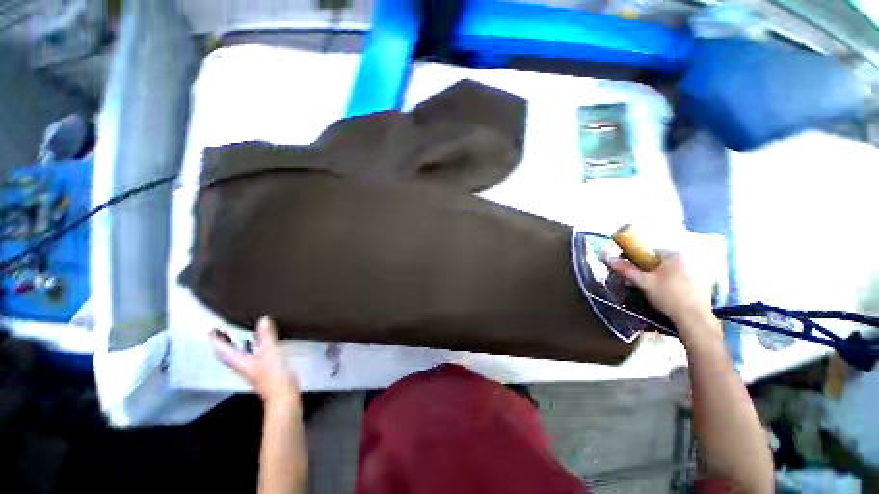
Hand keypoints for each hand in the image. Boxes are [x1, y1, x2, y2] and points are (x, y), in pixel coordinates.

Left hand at [210, 316, 300, 410]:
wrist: (283, 394)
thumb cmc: (273, 374)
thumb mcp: (270, 352)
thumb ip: (266, 336)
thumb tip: (263, 319)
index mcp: (239, 362)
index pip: (222, 350)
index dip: (216, 340)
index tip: (212, 329)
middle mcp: (241, 365)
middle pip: (227, 354)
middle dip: (223, 343)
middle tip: (222, 330)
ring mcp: (251, 369)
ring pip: (237, 355)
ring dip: (235, 345)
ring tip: (238, 334)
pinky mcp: (261, 370)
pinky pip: (249, 356)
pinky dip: (249, 348)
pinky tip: (258, 344)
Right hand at [610, 252, 718, 338]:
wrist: (694, 319)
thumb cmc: (668, 296)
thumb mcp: (643, 282)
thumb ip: (626, 269)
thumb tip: (608, 258)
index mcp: (675, 255)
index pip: (650, 251)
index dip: (636, 258)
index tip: (628, 268)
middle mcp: (689, 259)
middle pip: (661, 261)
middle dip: (648, 268)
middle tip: (639, 280)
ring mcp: (698, 272)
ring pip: (672, 270)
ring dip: (660, 276)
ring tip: (652, 288)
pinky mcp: (703, 284)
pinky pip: (682, 278)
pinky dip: (672, 283)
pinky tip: (667, 294)